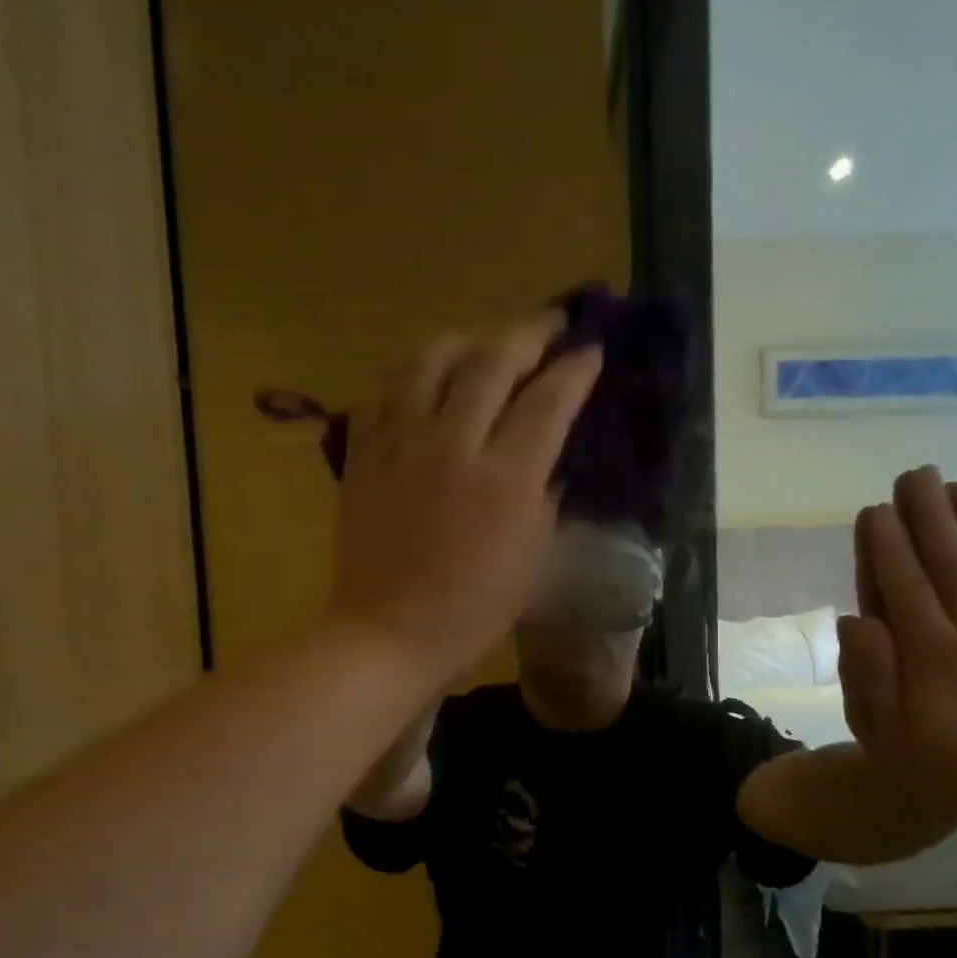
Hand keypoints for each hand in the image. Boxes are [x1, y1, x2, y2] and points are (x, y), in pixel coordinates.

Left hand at [327, 314, 601, 686]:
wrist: (390, 631)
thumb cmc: (473, 610)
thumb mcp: (534, 561)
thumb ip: (546, 498)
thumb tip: (549, 459)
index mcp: (506, 480)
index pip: (548, 401)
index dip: (575, 370)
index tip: (592, 352)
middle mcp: (453, 445)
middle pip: (492, 362)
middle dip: (529, 334)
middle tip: (550, 325)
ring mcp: (402, 444)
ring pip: (432, 360)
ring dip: (467, 340)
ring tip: (486, 342)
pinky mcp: (364, 453)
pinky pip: (384, 390)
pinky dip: (411, 373)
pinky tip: (425, 378)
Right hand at [838, 467, 956, 827]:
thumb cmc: (943, 769)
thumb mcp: (885, 735)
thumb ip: (869, 676)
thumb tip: (856, 618)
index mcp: (929, 654)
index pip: (903, 585)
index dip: (888, 544)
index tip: (876, 508)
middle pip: (950, 563)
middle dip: (930, 516)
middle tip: (917, 474)